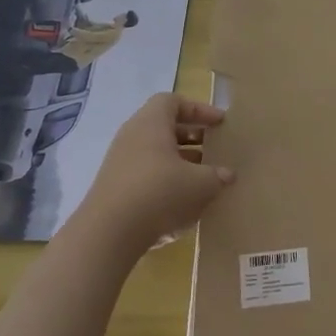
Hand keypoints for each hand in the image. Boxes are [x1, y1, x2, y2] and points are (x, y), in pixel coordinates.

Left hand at [71, 95, 233, 255]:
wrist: (108, 234)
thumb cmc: (160, 193)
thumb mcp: (201, 184)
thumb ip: (217, 175)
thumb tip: (227, 174)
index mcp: (151, 123)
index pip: (173, 101)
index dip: (199, 109)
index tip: (220, 123)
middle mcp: (132, 137)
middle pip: (165, 126)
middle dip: (193, 136)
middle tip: (215, 148)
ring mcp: (120, 163)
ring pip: (156, 152)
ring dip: (182, 160)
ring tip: (204, 176)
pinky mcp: (115, 188)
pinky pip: (146, 174)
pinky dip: (167, 179)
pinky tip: (184, 200)